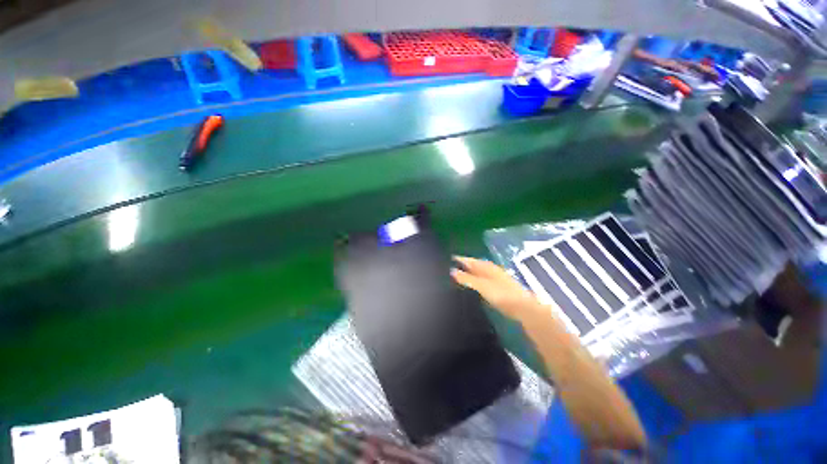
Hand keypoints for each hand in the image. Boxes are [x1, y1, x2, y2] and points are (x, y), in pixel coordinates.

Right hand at [451, 256, 543, 321]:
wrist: (522, 307)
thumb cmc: (501, 294)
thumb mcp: (481, 285)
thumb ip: (466, 278)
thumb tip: (451, 271)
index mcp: (485, 266)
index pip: (468, 260)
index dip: (458, 259)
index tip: (446, 259)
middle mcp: (490, 269)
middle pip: (473, 265)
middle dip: (462, 266)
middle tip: (448, 269)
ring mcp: (495, 278)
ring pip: (477, 273)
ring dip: (468, 274)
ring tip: (455, 278)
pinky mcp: (497, 287)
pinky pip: (482, 281)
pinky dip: (474, 282)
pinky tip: (471, 287)